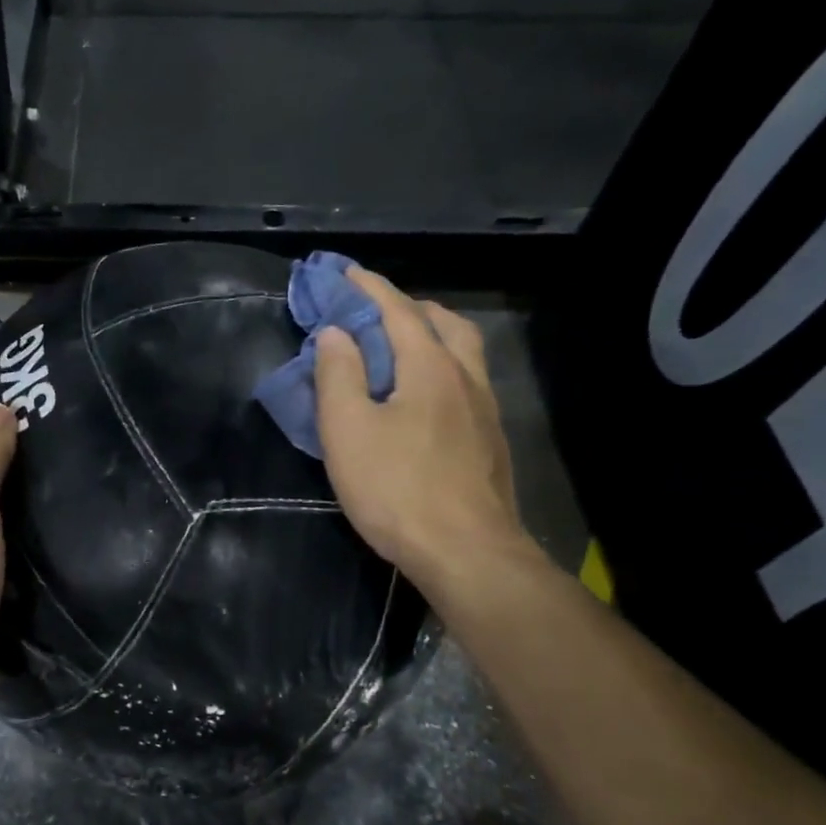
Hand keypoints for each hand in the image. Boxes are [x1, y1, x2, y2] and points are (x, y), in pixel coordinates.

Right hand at [314, 268, 528, 589]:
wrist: (466, 552)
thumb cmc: (396, 487)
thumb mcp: (348, 430)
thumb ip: (339, 376)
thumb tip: (336, 333)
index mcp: (429, 366)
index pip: (397, 310)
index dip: (368, 288)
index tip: (344, 273)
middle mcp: (465, 377)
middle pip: (443, 323)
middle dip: (407, 307)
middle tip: (373, 313)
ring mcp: (485, 410)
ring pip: (462, 353)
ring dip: (431, 337)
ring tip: (399, 351)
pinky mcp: (489, 440)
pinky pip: (466, 383)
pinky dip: (441, 369)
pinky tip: (423, 399)